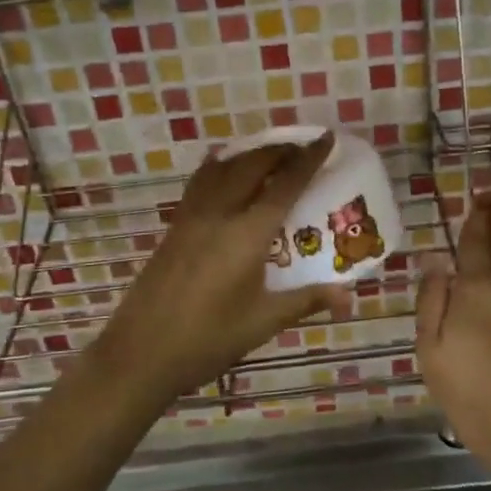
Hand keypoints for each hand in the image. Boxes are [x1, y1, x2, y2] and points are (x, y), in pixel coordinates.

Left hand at [89, 133, 349, 403]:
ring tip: (270, 155)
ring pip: (224, 167)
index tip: (327, 138)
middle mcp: (219, 213)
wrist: (141, 352)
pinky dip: (221, 166)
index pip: (285, 184)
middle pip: (253, 164)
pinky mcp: (175, 225)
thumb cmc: (208, 339)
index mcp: (247, 233)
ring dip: (250, 153)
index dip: (308, 159)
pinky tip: (225, 172)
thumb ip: (306, 300)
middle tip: (303, 148)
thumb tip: (349, 296)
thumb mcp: (263, 321)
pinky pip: (202, 181)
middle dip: (280, 149)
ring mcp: (192, 216)